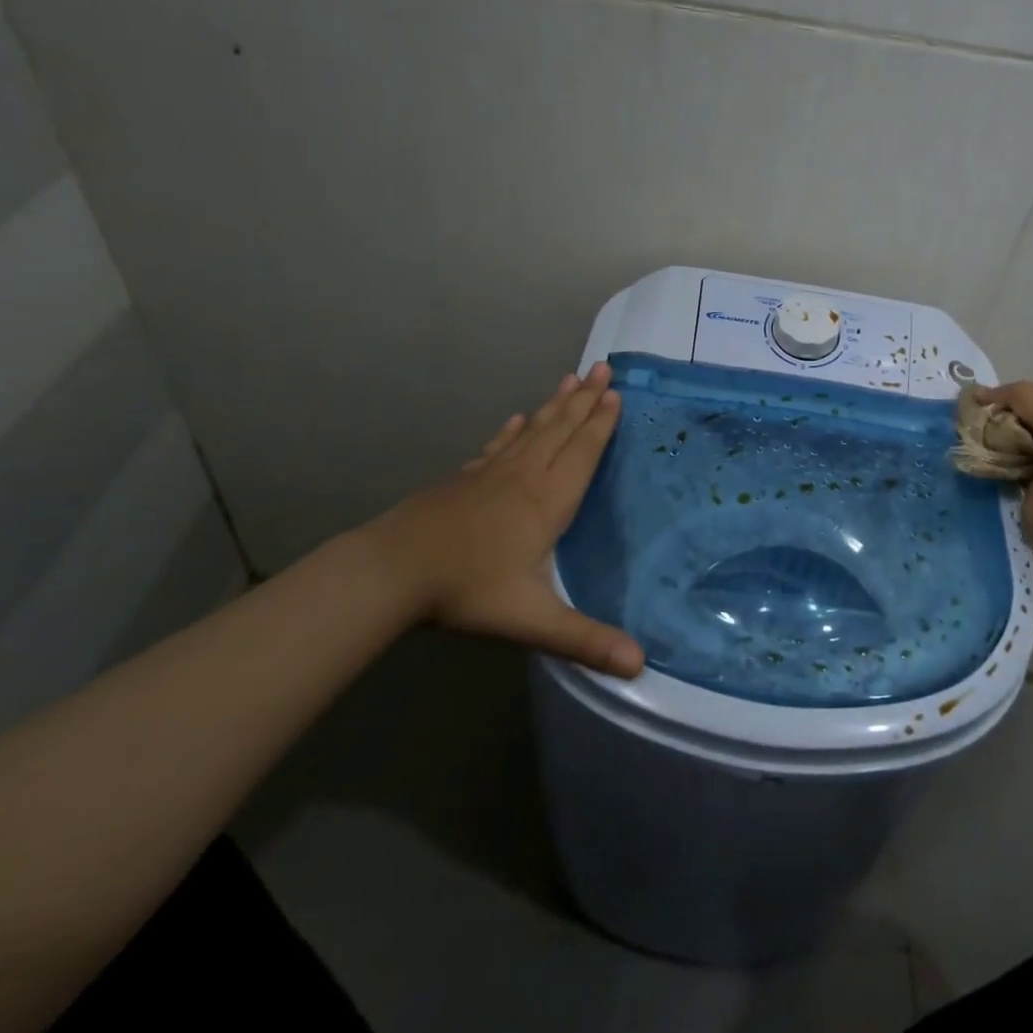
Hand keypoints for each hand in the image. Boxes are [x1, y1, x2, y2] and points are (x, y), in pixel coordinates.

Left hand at [357, 362, 645, 677]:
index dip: (601, 423)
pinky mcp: (465, 480)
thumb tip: (640, 665)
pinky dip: (512, 429)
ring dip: (555, 404)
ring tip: (570, 378)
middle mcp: (524, 477)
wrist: (392, 571)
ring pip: (533, 430)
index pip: (582, 452)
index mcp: (546, 501)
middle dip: (584, 399)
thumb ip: (585, 640)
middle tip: (603, 367)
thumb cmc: (467, 590)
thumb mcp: (532, 620)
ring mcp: (491, 475)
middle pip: (561, 429)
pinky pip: (498, 446)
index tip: (616, 393)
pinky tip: (516, 418)